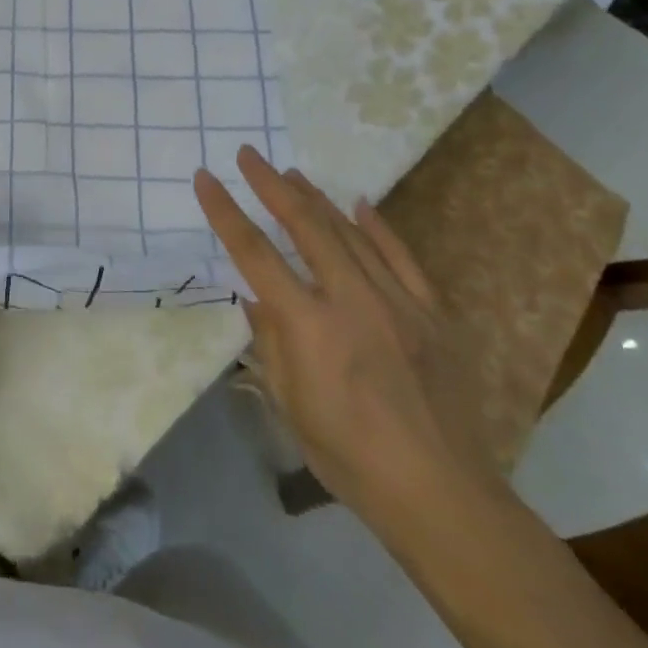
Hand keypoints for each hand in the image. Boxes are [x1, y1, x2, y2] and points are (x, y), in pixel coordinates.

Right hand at [194, 147, 496, 526]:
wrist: (441, 494)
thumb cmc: (349, 456)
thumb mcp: (288, 403)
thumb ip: (269, 341)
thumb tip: (254, 297)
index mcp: (308, 325)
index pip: (255, 253)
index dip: (226, 212)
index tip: (205, 178)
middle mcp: (351, 300)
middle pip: (305, 225)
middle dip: (271, 185)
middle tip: (249, 154)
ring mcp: (397, 303)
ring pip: (350, 232)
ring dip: (316, 198)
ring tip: (291, 173)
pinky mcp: (432, 314)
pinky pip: (402, 257)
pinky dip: (378, 226)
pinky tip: (360, 203)